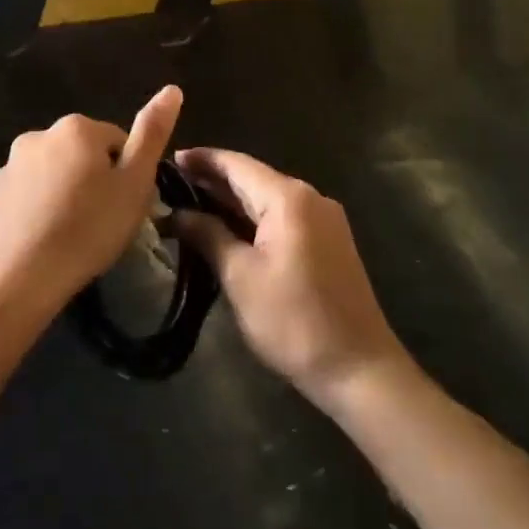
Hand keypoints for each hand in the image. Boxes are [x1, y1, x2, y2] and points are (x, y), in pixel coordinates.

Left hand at [0, 86, 182, 318]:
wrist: (19, 279)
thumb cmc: (88, 230)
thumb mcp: (135, 184)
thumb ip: (153, 134)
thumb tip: (172, 89)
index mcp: (77, 128)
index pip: (118, 142)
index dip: (128, 175)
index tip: (125, 206)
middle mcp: (39, 135)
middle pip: (83, 154)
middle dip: (95, 180)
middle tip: (103, 222)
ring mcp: (9, 165)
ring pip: (53, 174)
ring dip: (65, 193)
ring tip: (73, 235)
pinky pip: (27, 196)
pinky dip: (38, 209)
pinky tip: (45, 240)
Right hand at [173, 148, 407, 406]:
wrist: (359, 369)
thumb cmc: (294, 320)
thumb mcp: (241, 277)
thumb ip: (208, 235)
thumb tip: (177, 213)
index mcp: (289, 198)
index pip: (237, 164)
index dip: (202, 159)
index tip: (169, 159)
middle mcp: (310, 198)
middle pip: (253, 178)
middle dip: (213, 180)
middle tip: (170, 184)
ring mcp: (323, 220)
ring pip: (267, 199)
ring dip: (231, 201)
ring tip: (190, 204)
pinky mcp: (328, 242)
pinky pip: (282, 217)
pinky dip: (252, 218)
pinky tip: (226, 228)